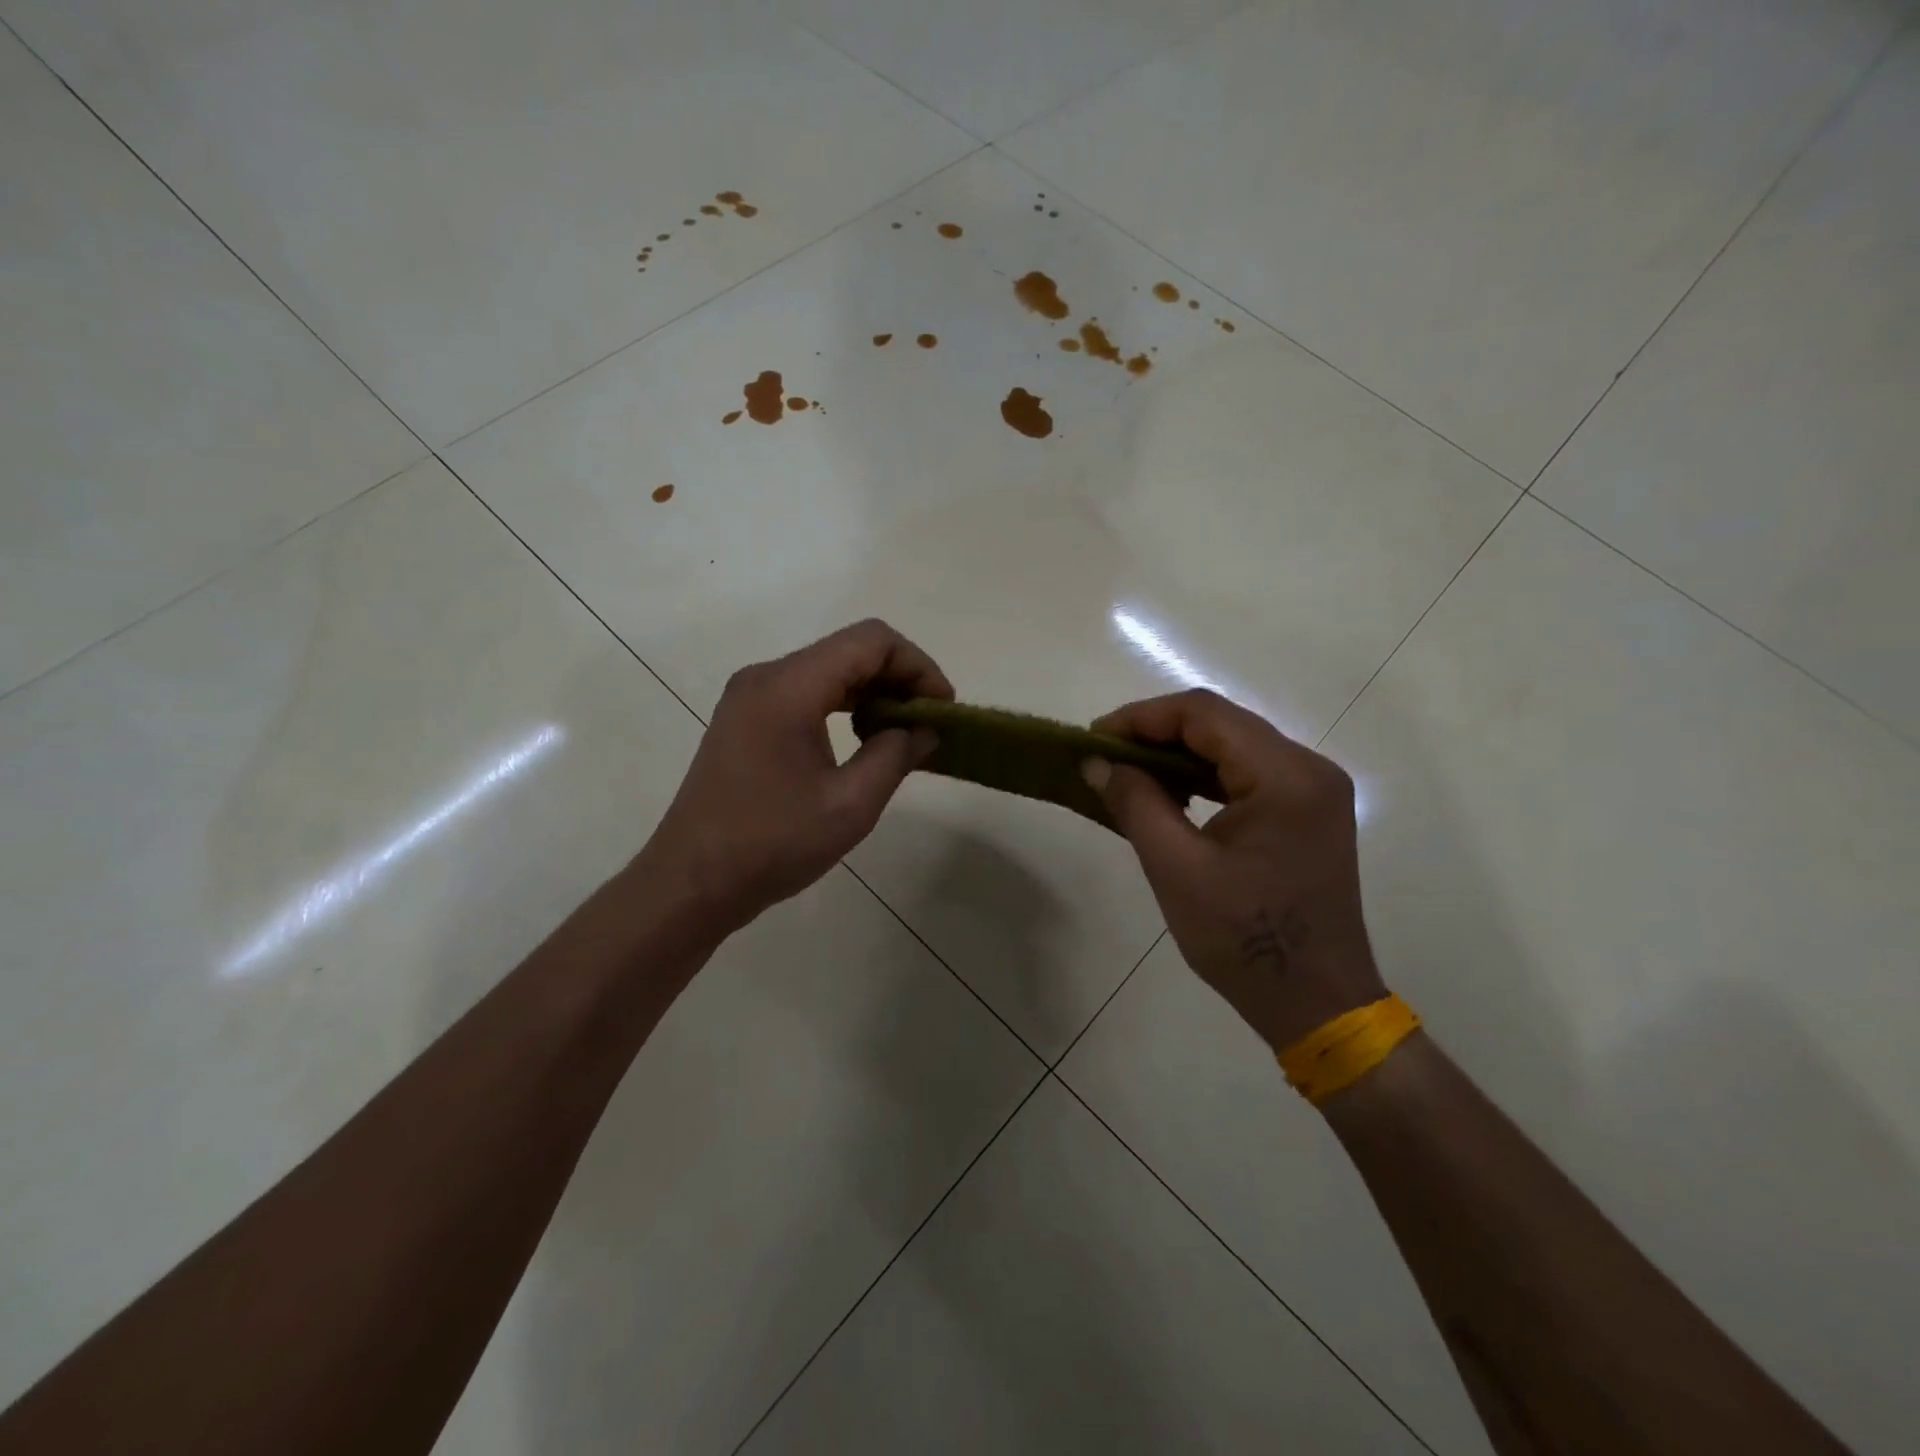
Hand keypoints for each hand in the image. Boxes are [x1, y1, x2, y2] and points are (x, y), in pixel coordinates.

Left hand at [643, 620, 950, 936]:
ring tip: (902, 733)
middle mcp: (766, 677)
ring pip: (828, 669)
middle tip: (929, 722)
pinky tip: (861, 739)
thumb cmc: (771, 845)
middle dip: (898, 677)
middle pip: (849, 649)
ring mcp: (750, 696)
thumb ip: (896, 756)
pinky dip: (843, 704)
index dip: (917, 665)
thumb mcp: (850, 805)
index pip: (871, 641)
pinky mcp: (745, 719)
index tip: (942, 707)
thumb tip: (926, 729)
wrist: (690, 883)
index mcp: (789, 687)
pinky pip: (806, 691)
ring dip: (872, 691)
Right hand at [1085, 690, 1384, 1052]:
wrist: (1317, 1002)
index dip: (1142, 717)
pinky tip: (1172, 793)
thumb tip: (1097, 761)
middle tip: (1107, 756)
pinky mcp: (1309, 810)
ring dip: (1180, 752)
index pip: (1205, 714)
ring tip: (1130, 773)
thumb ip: (1136, 803)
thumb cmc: (1244, 940)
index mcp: (1285, 777)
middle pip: (1222, 723)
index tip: (1095, 738)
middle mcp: (1309, 768)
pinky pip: (1249, 772)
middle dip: (1158, 732)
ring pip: (1235, 744)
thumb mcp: (1176, 870)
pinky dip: (1206, 775)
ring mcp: (1315, 789)